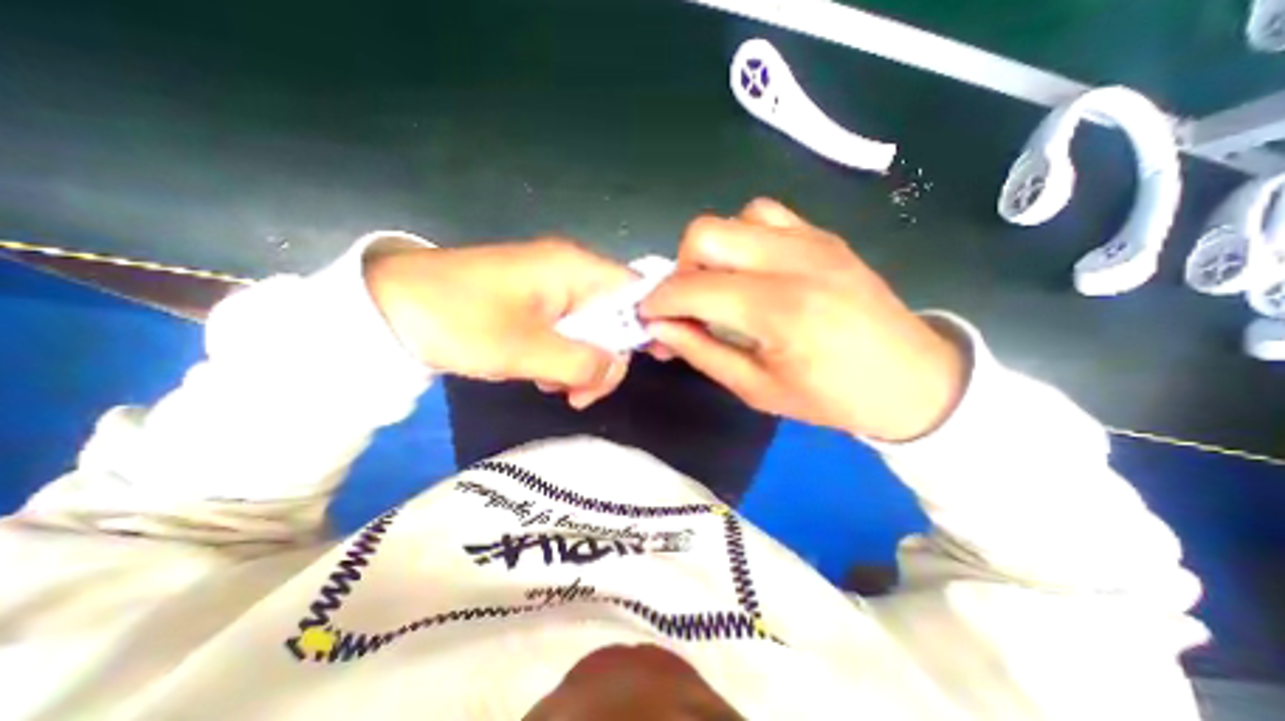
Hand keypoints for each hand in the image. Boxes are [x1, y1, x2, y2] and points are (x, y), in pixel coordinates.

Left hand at [364, 239, 632, 407]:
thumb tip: (616, 367)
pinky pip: (567, 332)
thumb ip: (582, 361)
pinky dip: (562, 359)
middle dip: (605, 358)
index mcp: (574, 269)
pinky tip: (541, 376)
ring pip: (591, 330)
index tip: (656, 358)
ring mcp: (552, 289)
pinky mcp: (535, 304)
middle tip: (580, 395)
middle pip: (615, 317)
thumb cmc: (459, 320)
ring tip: (554, 388)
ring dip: (582, 364)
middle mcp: (570, 273)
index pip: (635, 291)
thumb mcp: (525, 350)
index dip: (651, 322)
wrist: (388, 308)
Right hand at [637, 201, 969, 440]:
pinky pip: (765, 216)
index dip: (658, 301)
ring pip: (732, 220)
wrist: (912, 379)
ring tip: (720, 288)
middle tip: (687, 304)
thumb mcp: (756, 389)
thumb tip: (660, 327)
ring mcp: (812, 241)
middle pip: (704, 233)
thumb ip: (701, 352)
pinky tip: (750, 269)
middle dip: (679, 269)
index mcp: (779, 310)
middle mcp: (794, 262)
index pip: (693, 288)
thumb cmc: (832, 398)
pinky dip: (742, 238)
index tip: (648, 318)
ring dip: (711, 253)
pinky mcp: (823, 236)